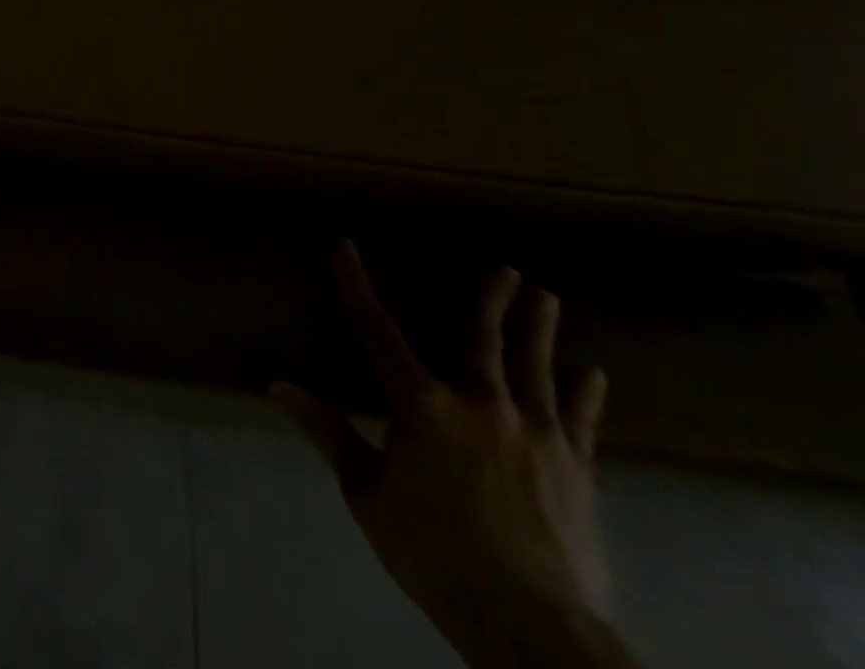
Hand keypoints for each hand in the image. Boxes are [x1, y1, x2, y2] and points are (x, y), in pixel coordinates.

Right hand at [271, 242, 612, 666]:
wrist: (531, 626)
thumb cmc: (433, 552)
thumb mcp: (366, 493)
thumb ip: (328, 433)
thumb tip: (278, 386)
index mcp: (421, 405)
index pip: (375, 329)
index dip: (355, 284)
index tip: (344, 246)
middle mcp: (479, 404)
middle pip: (480, 339)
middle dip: (490, 300)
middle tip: (507, 267)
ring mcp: (535, 435)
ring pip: (534, 369)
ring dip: (539, 330)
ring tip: (548, 296)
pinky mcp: (576, 471)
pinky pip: (581, 423)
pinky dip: (585, 396)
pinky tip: (594, 373)